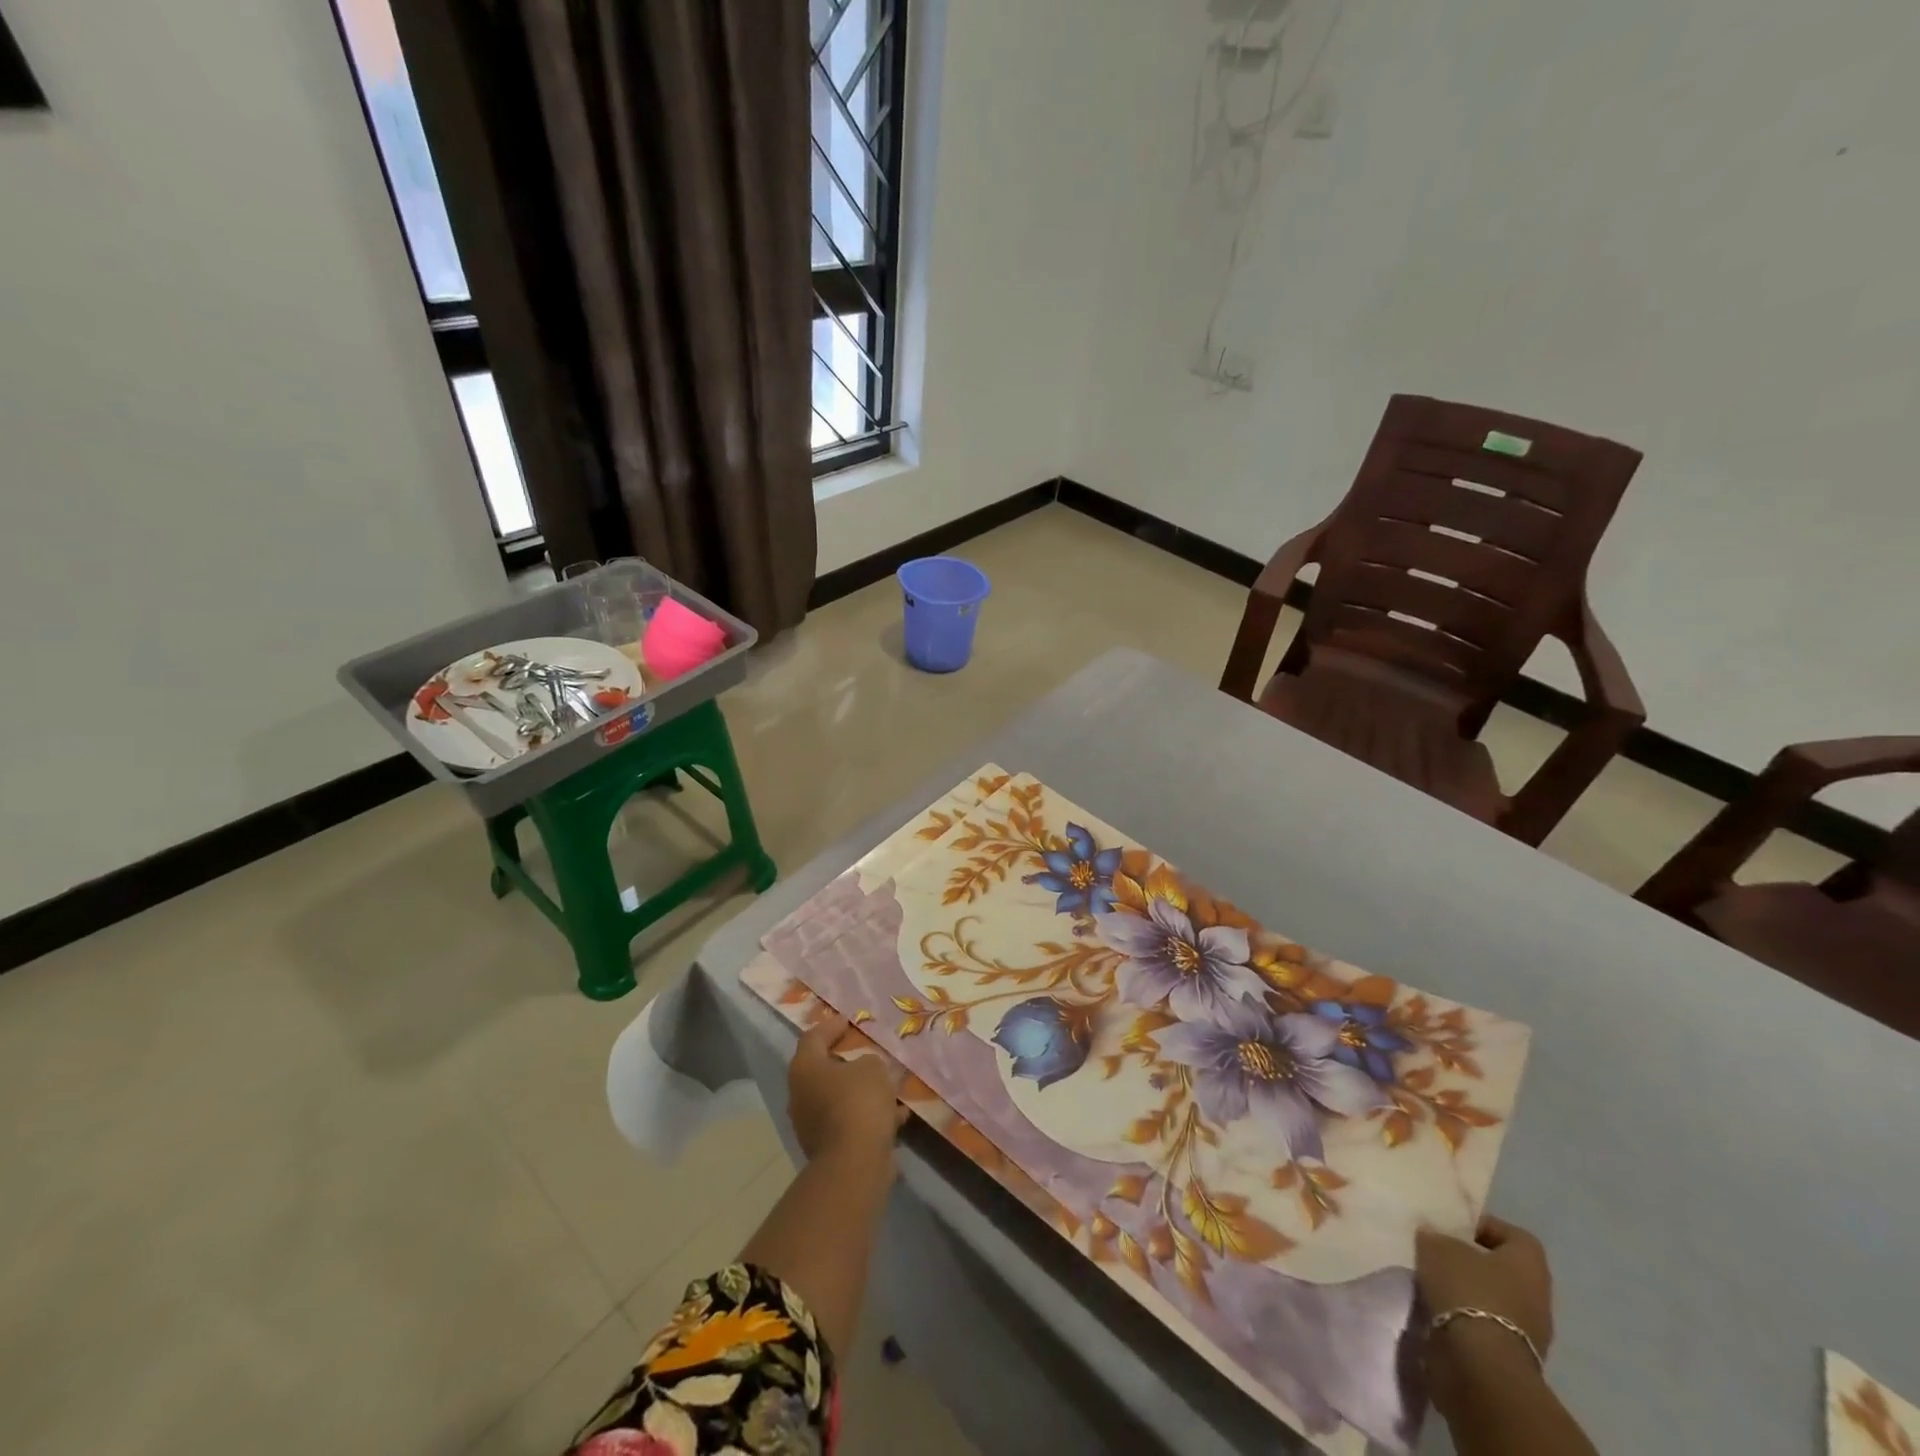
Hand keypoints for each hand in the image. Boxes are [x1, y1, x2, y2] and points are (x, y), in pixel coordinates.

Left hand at [787, 1013, 907, 1167]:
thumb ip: (870, 1061)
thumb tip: (866, 1069)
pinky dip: (871, 1116)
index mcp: (805, 1069)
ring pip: (840, 1098)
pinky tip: (898, 1114)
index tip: (849, 1020)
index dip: (831, 1026)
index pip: (813, 1037)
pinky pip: (852, 1122)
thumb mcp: (873, 1067)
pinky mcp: (830, 1147)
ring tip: (891, 1084)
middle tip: (869, 1051)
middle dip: (848, 1061)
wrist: (855, 1163)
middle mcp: (802, 1095)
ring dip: (863, 1091)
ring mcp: (813, 1124)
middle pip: (824, 1069)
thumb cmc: (858, 1102)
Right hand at [1416, 1215, 1554, 1403]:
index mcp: (1529, 1264)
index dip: (1486, 1227)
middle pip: (1504, 1269)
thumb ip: (1435, 1236)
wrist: (1480, 1364)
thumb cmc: (1467, 1290)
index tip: (1454, 1228)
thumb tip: (1431, 1233)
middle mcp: (1537, 1296)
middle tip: (1439, 1253)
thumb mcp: (1438, 1247)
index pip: (1515, 1236)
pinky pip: (1486, 1324)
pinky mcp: (1512, 1357)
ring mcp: (1529, 1332)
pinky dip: (1464, 1316)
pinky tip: (1438, 1309)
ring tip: (1433, 1281)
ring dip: (1466, 1290)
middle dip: (1472, 1261)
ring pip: (1494, 1298)